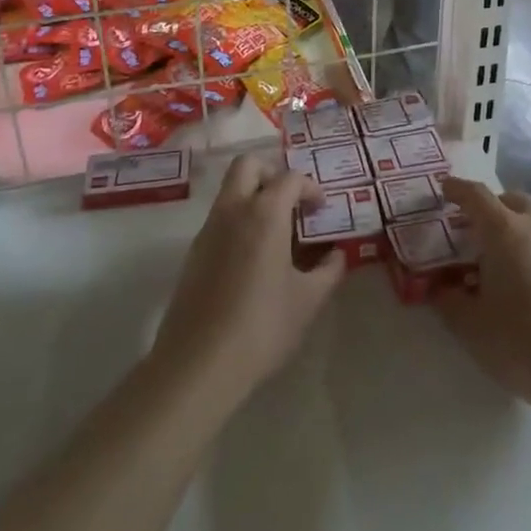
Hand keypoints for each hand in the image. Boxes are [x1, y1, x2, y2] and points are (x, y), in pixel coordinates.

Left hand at [151, 152, 345, 405]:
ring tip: (277, 234)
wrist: (197, 365)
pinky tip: (254, 259)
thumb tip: (337, 254)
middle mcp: (233, 210)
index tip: (321, 210)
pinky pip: (220, 218)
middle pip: (248, 165)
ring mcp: (208, 230)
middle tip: (291, 203)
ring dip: (254, 197)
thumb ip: (328, 270)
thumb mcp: (308, 301)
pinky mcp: (194, 253)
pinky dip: (239, 221)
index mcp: (264, 213)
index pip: (290, 178)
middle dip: (272, 174)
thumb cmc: (261, 326)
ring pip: (230, 190)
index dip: (310, 188)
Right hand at [433, 178, 530, 415]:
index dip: (457, 188)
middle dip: (486, 206)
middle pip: (507, 200)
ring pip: (530, 217)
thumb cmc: (520, 340)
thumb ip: (446, 299)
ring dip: (509, 223)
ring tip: (492, 254)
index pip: (476, 195)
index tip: (443, 187)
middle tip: (468, 228)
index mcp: (505, 229)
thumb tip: (436, 287)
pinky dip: (526, 242)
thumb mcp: (469, 324)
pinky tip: (518, 275)